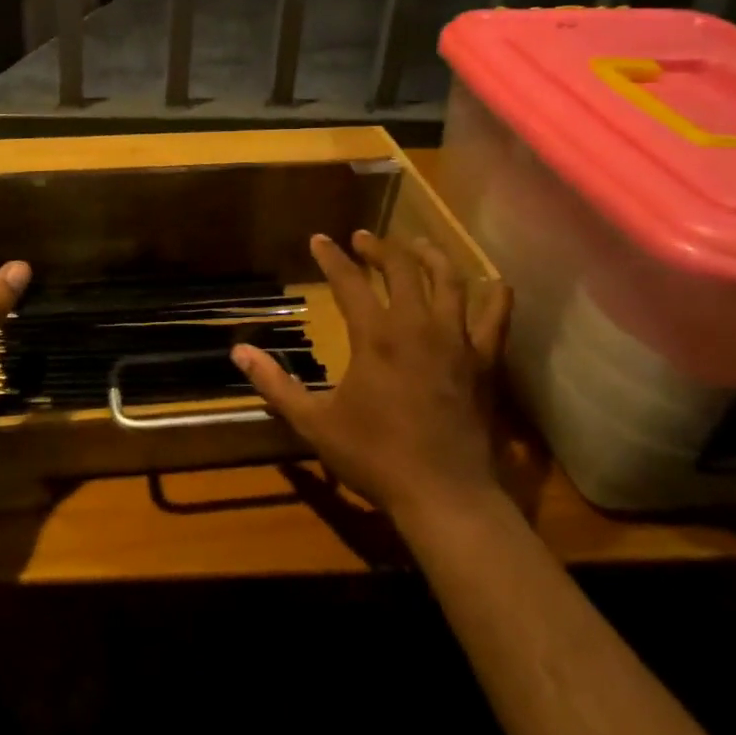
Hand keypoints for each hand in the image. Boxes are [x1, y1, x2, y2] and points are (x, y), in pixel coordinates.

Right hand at [232, 231, 509, 524]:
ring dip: (430, 256)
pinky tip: (491, 284)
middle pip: (401, 268)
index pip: (349, 282)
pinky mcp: (485, 362)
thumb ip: (275, 385)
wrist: (443, 495)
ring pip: (449, 280)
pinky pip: (496, 318)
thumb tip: (239, 352)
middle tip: (363, 239)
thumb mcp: (314, 423)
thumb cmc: (374, 457)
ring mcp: (456, 341)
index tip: (319, 240)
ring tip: (417, 246)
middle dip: (379, 248)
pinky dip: (495, 296)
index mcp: (375, 336)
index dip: (331, 258)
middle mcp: (417, 326)